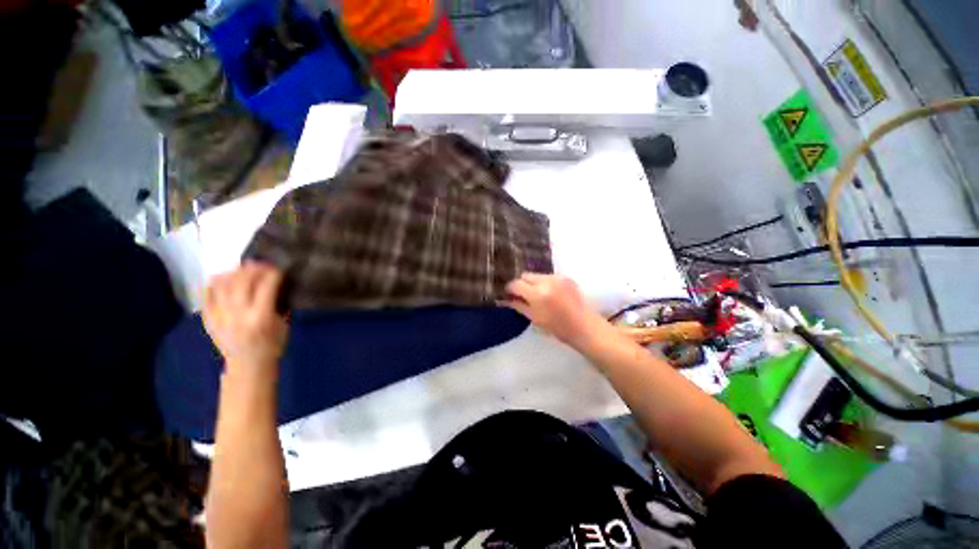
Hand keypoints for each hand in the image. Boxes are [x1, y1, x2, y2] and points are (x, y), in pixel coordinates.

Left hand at [203, 262, 287, 374]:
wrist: (248, 366)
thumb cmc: (273, 345)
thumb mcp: (283, 324)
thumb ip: (277, 303)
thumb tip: (276, 283)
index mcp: (260, 317)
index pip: (266, 286)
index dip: (273, 274)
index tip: (279, 269)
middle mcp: (237, 314)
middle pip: (242, 281)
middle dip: (253, 268)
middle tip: (262, 264)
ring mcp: (219, 316)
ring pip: (222, 284)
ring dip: (234, 272)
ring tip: (243, 268)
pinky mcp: (208, 318)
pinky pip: (207, 294)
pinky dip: (215, 282)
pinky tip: (225, 278)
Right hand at [503, 273, 609, 349]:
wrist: (584, 326)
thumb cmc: (557, 327)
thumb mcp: (534, 318)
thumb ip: (519, 305)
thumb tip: (506, 299)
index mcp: (537, 294)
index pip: (516, 284)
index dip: (510, 289)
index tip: (509, 294)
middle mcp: (546, 281)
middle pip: (525, 275)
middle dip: (521, 284)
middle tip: (522, 295)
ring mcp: (557, 277)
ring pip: (537, 275)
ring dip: (533, 283)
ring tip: (537, 295)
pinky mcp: (566, 277)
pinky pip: (548, 276)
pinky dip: (545, 283)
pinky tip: (550, 294)